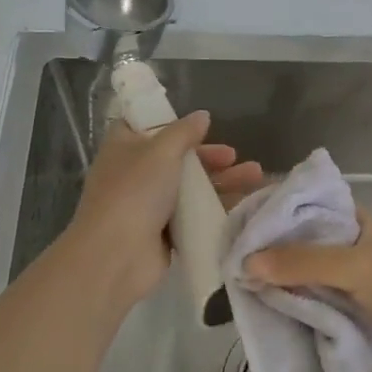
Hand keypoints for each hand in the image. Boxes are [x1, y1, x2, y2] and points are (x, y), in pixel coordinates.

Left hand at [67, 111, 262, 305]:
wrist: (117, 255)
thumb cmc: (135, 191)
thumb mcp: (161, 151)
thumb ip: (184, 132)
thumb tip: (202, 115)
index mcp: (123, 147)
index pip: (145, 126)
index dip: (171, 123)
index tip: (200, 125)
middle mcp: (134, 173)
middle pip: (176, 158)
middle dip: (209, 156)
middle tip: (234, 157)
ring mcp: (148, 205)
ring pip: (189, 187)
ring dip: (221, 180)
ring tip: (254, 177)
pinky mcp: (163, 232)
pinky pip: (194, 215)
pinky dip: (215, 208)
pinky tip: (243, 204)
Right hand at [245, 211, 371, 371]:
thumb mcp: (354, 268)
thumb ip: (301, 264)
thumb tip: (246, 262)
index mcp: (364, 223)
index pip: (313, 211)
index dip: (279, 217)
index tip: (240, 229)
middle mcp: (363, 249)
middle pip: (311, 250)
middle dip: (278, 260)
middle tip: (234, 268)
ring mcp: (366, 285)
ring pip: (318, 283)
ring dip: (291, 291)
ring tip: (245, 296)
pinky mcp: (368, 317)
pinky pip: (328, 311)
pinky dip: (308, 315)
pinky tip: (276, 321)